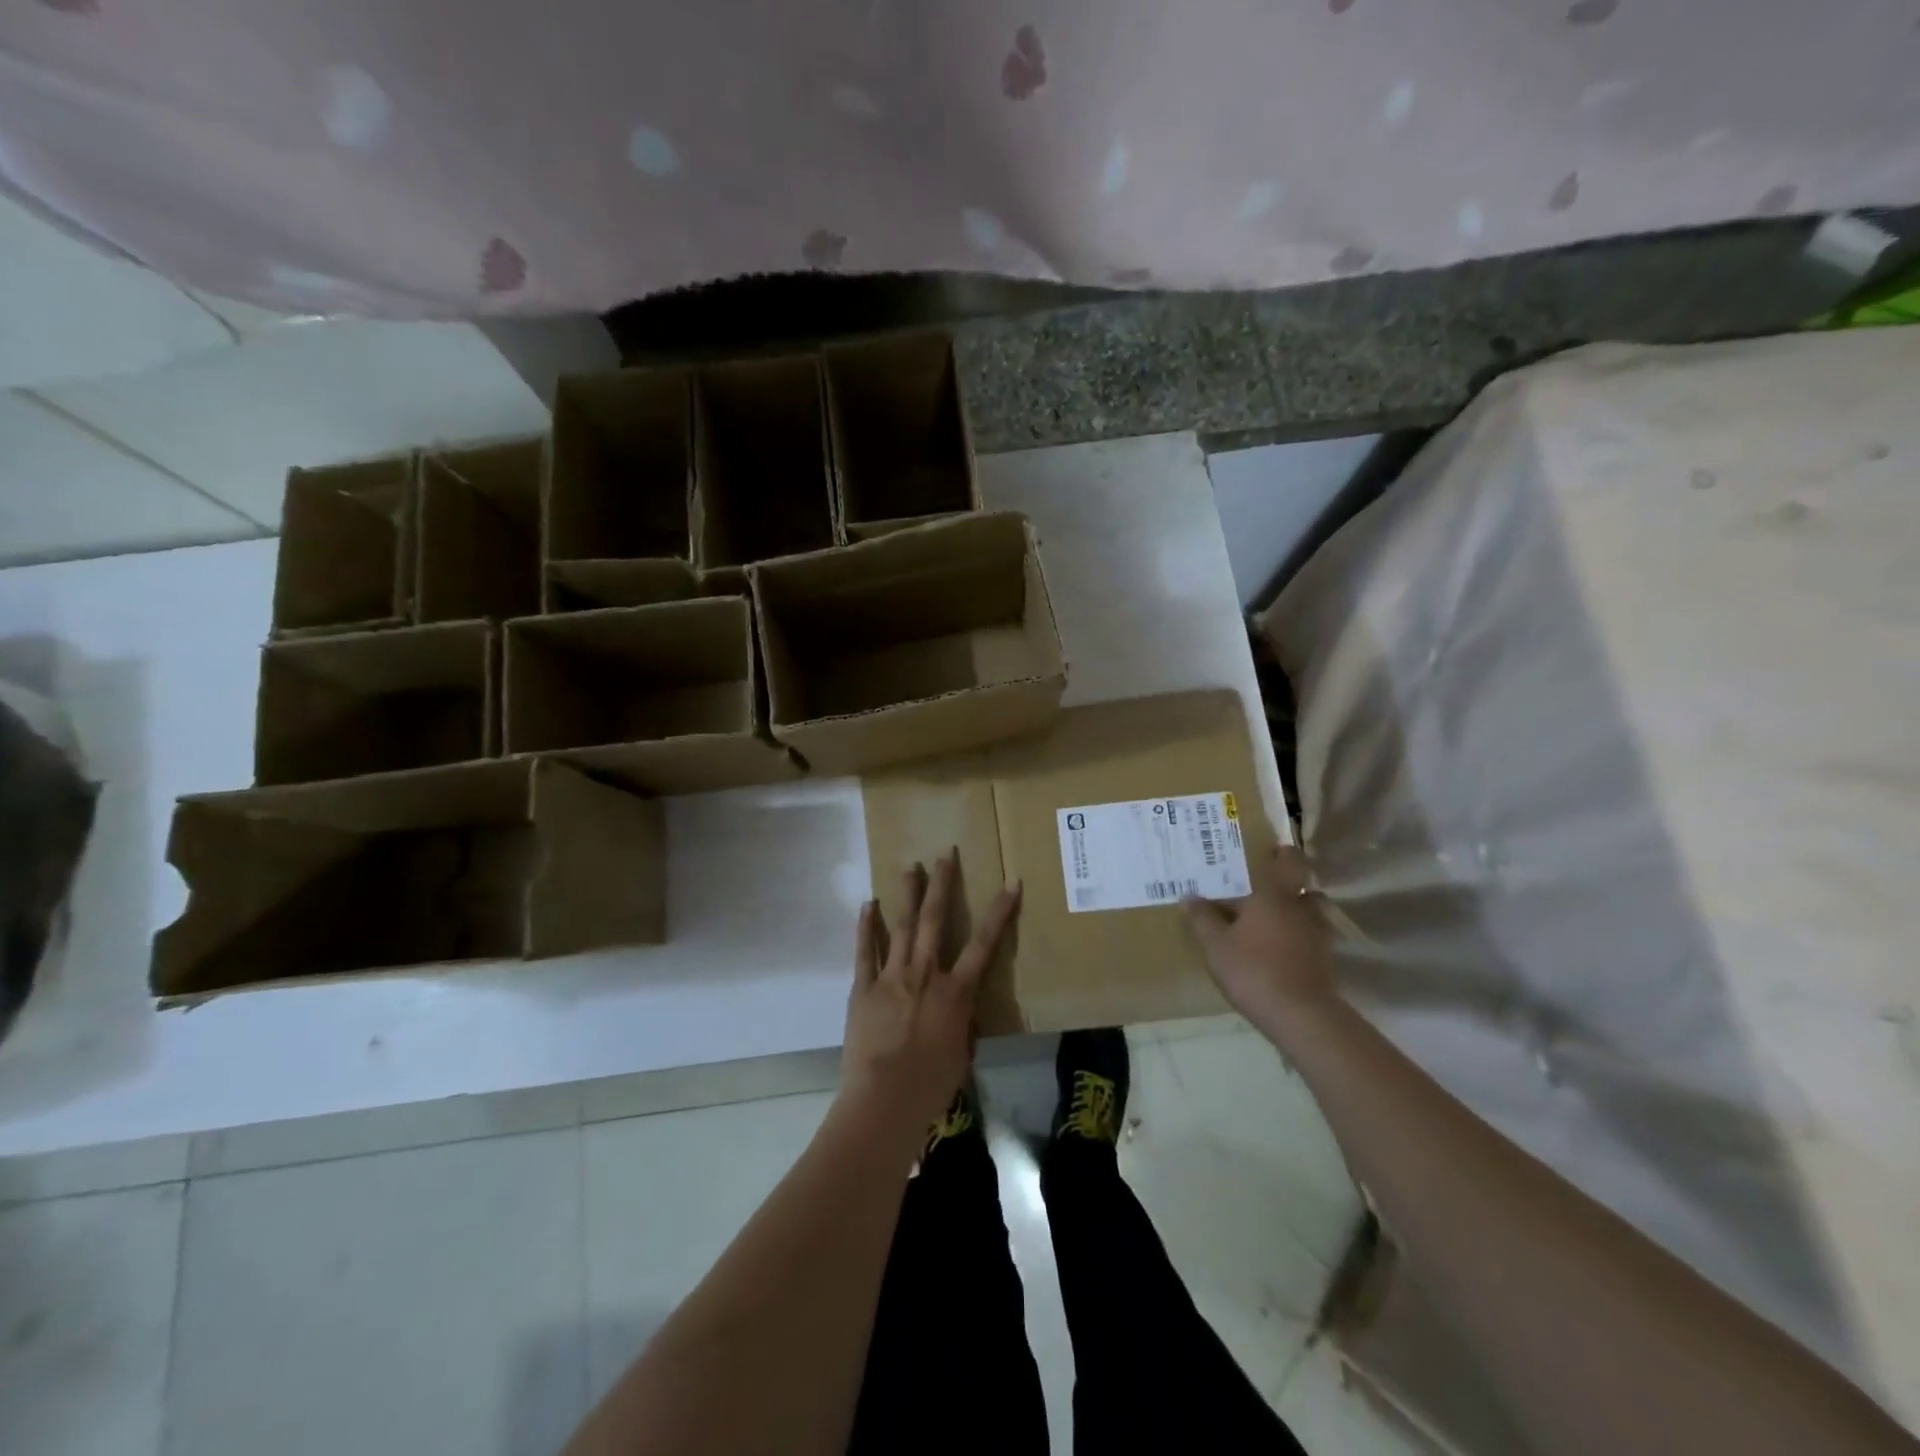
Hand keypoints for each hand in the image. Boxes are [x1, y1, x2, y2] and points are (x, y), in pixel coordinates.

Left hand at [840, 852, 1021, 1144]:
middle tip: (944, 853)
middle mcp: (925, 973)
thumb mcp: (961, 1053)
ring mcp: (891, 977)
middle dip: (942, 884)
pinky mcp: (863, 988)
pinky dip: (866, 926)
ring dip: (907, 894)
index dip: (1000, 911)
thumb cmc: (932, 1085)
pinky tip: (869, 904)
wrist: (885, 1101)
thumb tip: (959, 1008)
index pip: (984, 943)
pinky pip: (865, 951)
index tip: (1010, 882)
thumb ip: (961, 1022)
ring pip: (901, 926)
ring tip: (910, 866)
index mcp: (956, 991)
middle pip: (934, 919)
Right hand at [1185, 845, 1334, 1030]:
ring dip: (1295, 915)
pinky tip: (1276, 952)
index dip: (1282, 852)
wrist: (1301, 1016)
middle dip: (1288, 887)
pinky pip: (1310, 939)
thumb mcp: (1215, 945)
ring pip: (1309, 914)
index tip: (1270, 849)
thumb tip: (1189, 898)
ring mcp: (1317, 935)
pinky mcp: (1324, 961)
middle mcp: (1301, 909)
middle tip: (1263, 892)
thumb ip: (1202, 919)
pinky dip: (1297, 940)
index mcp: (1274, 895)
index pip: (1287, 861)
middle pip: (1304, 888)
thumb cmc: (1253, 969)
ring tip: (1268, 924)